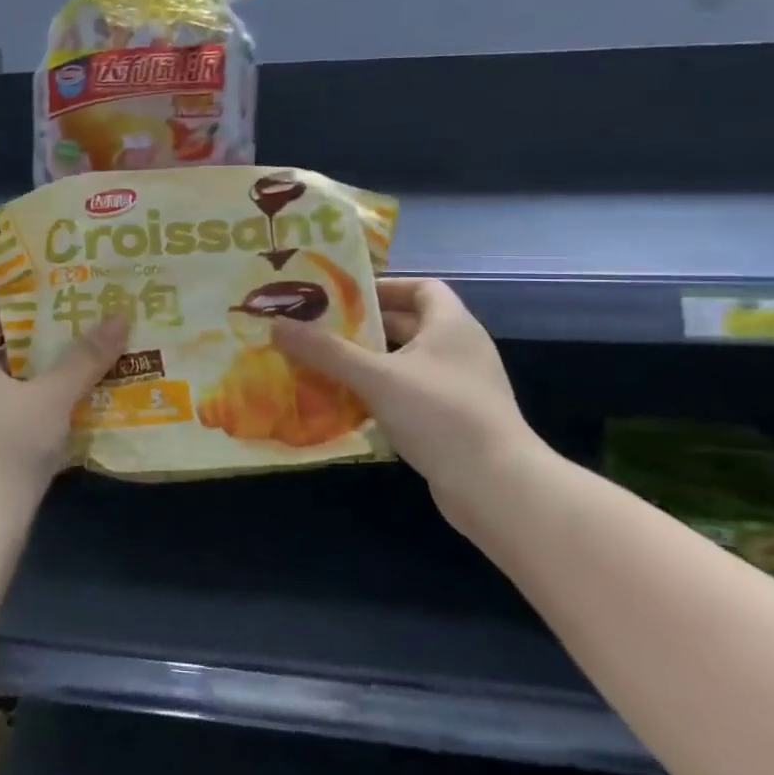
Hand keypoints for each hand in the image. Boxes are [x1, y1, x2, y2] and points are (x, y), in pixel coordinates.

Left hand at [0, 305, 128, 528]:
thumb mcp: (54, 397)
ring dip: (42, 376)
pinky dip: (33, 405)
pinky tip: (67, 412)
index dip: (24, 306)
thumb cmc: (11, 444)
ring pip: (6, 382)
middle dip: (42, 342)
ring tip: (84, 370)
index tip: (61, 306)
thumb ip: (85, 358)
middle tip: (84, 335)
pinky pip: (6, 410)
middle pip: (2, 347)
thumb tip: (118, 316)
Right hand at [274, 278, 536, 521]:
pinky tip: (348, 403)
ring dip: (368, 362)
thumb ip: (326, 351)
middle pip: (408, 324)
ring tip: (324, 364)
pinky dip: (380, 393)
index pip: (421, 287)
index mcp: (451, 325)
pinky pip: (409, 393)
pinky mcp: (453, 420)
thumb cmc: (440, 415)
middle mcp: (459, 349)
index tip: (343, 296)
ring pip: (405, 362)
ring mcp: (459, 387)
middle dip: (364, 327)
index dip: (383, 287)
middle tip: (319, 330)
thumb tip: (276, 325)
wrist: (497, 487)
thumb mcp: (376, 377)